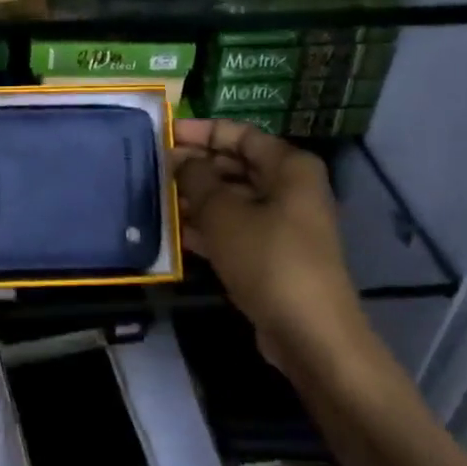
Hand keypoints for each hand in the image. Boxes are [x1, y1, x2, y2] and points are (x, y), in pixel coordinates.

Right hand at [172, 119, 366, 375]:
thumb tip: (182, 160)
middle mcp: (292, 189)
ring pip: (234, 199)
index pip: (241, 134)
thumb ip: (197, 178)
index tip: (166, 134)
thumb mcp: (223, 212)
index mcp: (290, 167)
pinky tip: (175, 233)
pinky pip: (237, 229)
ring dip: (198, 198)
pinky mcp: (274, 255)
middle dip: (197, 166)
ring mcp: (285, 224)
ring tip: (157, 198)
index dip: (202, 131)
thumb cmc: (267, 258)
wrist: (309, 333)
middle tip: (156, 169)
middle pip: (237, 166)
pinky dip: (209, 227)